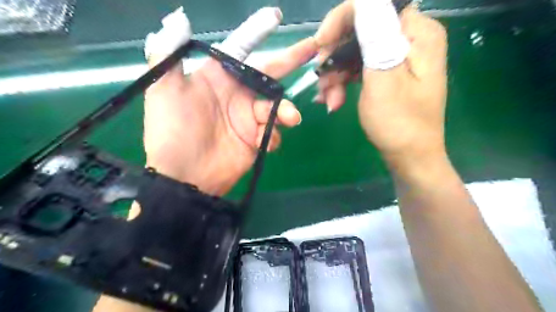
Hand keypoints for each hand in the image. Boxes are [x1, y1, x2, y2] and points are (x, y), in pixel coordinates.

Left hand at [143, 8, 316, 195]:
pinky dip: (273, 135)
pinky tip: (264, 142)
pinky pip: (272, 132)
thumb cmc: (173, 131)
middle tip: (312, 48)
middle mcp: (237, 95)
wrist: (183, 177)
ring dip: (286, 111)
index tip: (276, 17)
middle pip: (268, 73)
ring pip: (276, 107)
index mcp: (217, 78)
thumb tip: (178, 19)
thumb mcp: (163, 91)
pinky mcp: (255, 140)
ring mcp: (248, 119)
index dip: (257, 32)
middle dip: (290, 60)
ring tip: (291, 118)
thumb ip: (169, 55)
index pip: (241, 49)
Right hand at [312, 1, 446, 167]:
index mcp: (416, 33)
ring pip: (355, 51)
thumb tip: (364, 0)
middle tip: (321, 79)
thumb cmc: (399, 122)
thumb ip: (375, 35)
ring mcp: (397, 57)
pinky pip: (359, 68)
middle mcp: (409, 39)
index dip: (342, 20)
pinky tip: (333, 100)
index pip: (373, 6)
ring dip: (336, 74)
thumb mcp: (384, 78)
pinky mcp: (387, 73)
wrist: (409, 157)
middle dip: (335, 55)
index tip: (320, 44)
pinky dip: (343, 82)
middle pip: (361, 29)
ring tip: (329, 99)